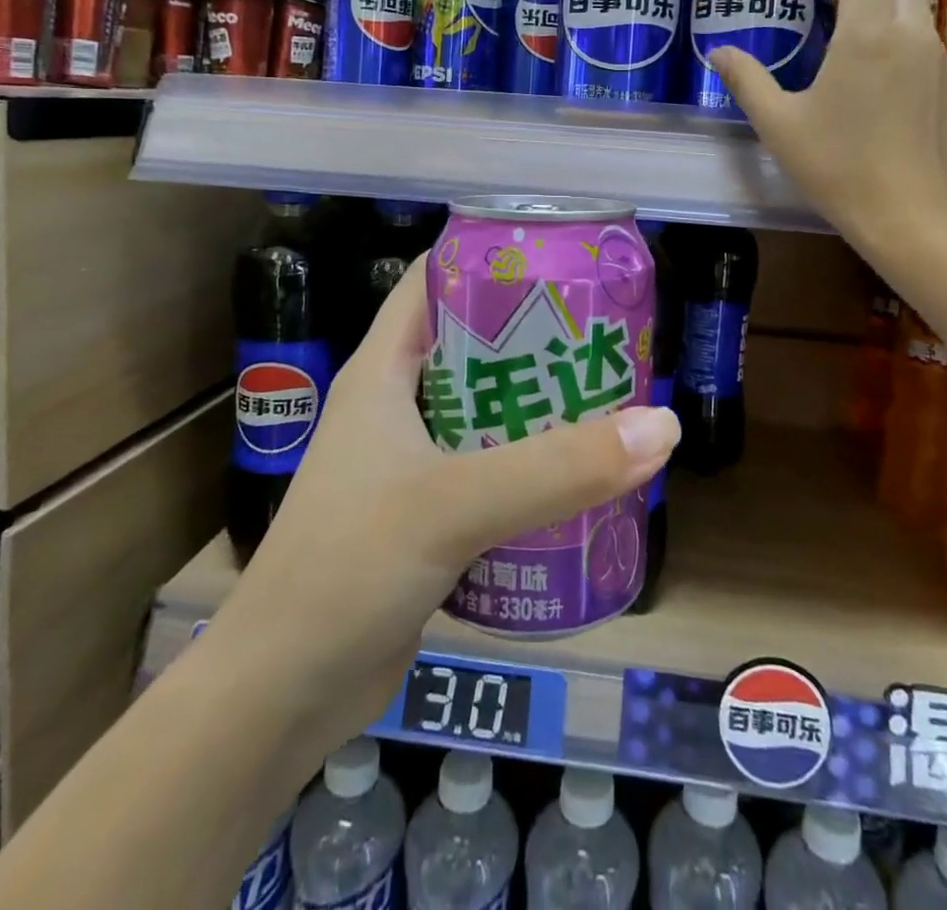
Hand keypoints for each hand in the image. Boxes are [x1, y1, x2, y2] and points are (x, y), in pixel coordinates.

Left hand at [205, 259, 679, 753]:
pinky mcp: (428, 515)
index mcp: (383, 371)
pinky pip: (490, 469)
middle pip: (474, 345)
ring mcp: (411, 462)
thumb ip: (557, 469)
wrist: (284, 694)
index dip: (490, 256)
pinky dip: (533, 463)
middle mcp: (396, 405)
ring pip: (487, 410)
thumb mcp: (454, 504)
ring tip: (611, 393)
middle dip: (536, 335)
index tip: (560, 253)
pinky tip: (583, 472)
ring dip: (540, 404)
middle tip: (606, 331)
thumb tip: (662, 425)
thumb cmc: (348, 568)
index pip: (434, 282)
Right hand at [711, 0, 946, 254]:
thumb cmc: (837, 167)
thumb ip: (747, 80)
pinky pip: (933, 47)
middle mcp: (913, 33)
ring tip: (861, 42)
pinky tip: (889, 87)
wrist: (911, 217)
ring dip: (892, 6)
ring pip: (922, 8)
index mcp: (867, 33)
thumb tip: (718, 52)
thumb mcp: (778, 125)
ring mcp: (944, 60)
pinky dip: (910, 45)